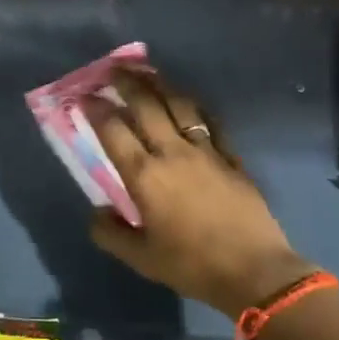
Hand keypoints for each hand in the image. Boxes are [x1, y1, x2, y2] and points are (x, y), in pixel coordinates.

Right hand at [87, 69, 317, 315]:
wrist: (254, 270)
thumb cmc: (192, 265)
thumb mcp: (141, 258)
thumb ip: (111, 233)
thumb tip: (97, 213)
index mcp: (145, 176)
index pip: (114, 131)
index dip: (96, 109)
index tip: (85, 96)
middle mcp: (172, 153)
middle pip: (146, 106)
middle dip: (127, 83)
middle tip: (113, 69)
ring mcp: (206, 151)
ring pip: (180, 106)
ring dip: (161, 85)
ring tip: (148, 72)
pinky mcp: (231, 158)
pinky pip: (211, 122)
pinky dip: (196, 107)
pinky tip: (189, 101)